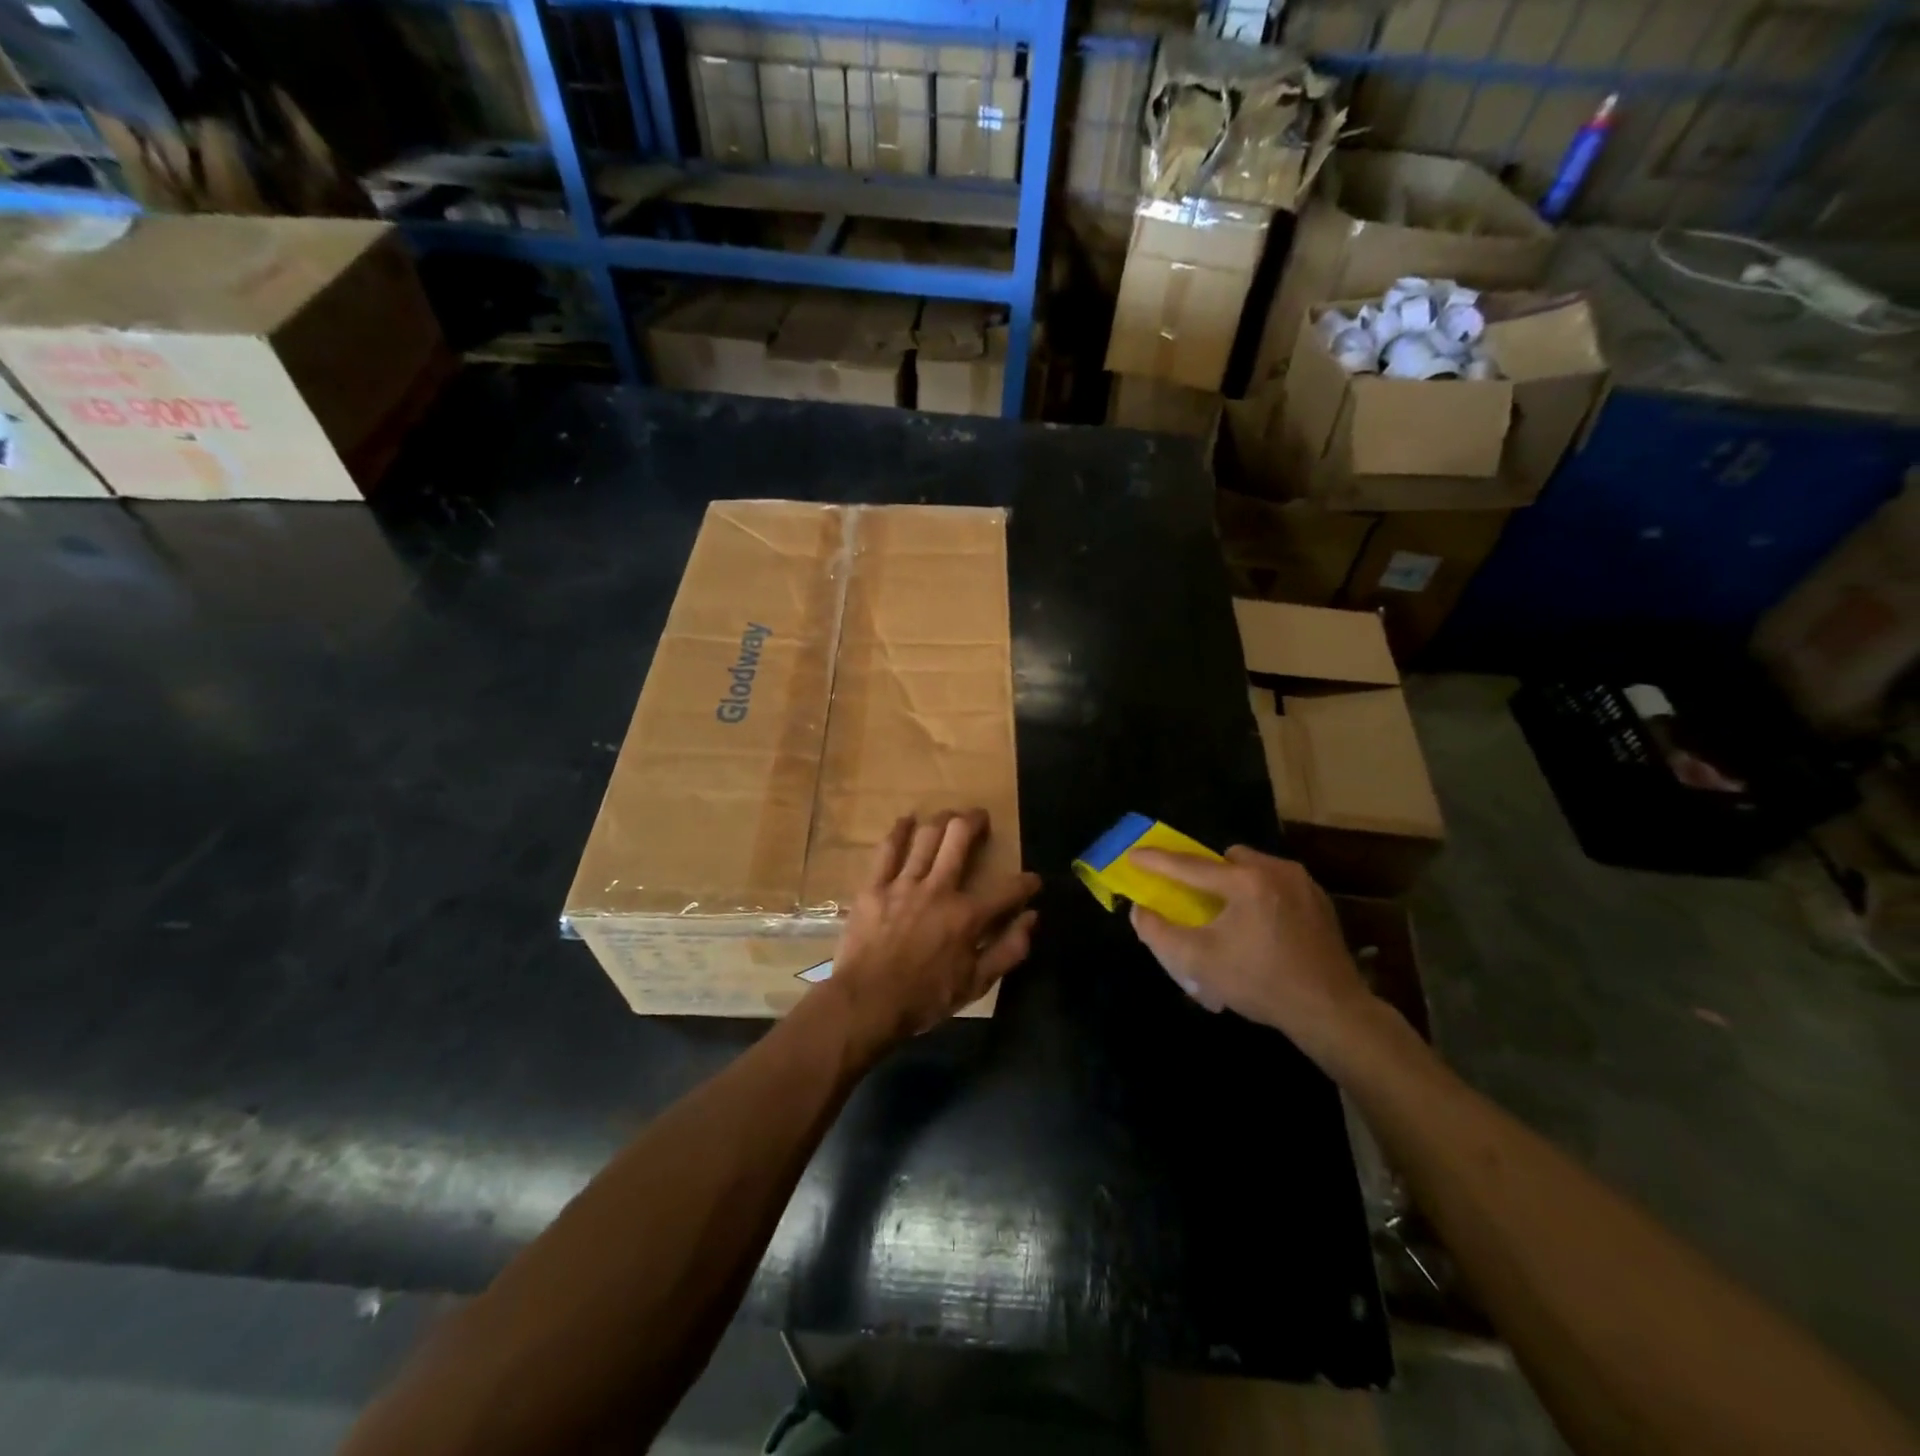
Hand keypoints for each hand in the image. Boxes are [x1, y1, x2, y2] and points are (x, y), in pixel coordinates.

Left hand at [823, 810, 1040, 1047]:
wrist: (867, 1003)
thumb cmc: (925, 998)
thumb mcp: (977, 984)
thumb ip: (1009, 950)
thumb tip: (1032, 918)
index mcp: (967, 915)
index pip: (1008, 889)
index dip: (1027, 882)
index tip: (1033, 881)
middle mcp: (939, 889)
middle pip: (959, 838)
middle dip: (975, 821)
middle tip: (980, 818)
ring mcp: (904, 884)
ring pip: (926, 836)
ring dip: (941, 820)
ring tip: (950, 816)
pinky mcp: (874, 887)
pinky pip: (887, 850)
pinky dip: (899, 831)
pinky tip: (907, 820)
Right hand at [1127, 846, 1371, 1062]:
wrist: (1331, 1011)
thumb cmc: (1260, 983)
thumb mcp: (1198, 962)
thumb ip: (1159, 933)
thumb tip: (1139, 910)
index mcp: (1244, 882)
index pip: (1189, 865)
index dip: (1156, 860)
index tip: (1133, 854)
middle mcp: (1275, 871)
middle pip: (1227, 859)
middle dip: (1206, 873)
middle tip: (1195, 899)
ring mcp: (1302, 884)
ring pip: (1255, 868)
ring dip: (1235, 882)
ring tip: (1229, 915)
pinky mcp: (1319, 901)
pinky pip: (1277, 884)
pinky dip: (1261, 895)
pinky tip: (1261, 927)